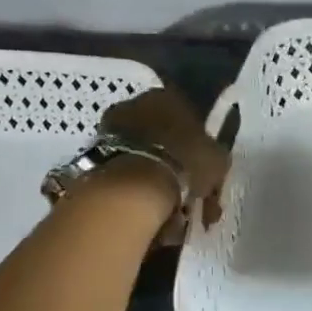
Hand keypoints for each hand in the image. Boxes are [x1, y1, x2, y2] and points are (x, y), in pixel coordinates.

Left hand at [100, 86, 229, 236]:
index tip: (203, 169)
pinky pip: (125, 174)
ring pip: (143, 158)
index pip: (188, 115)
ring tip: (171, 214)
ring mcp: (110, 129)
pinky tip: (151, 213)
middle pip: (162, 137)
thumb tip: (211, 162)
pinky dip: (136, 191)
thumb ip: (215, 155)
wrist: (134, 187)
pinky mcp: (93, 155)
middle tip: (189, 195)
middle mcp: (135, 105)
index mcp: (168, 96)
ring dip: (157, 181)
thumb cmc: (185, 162)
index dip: (198, 145)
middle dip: (176, 165)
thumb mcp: (218, 159)